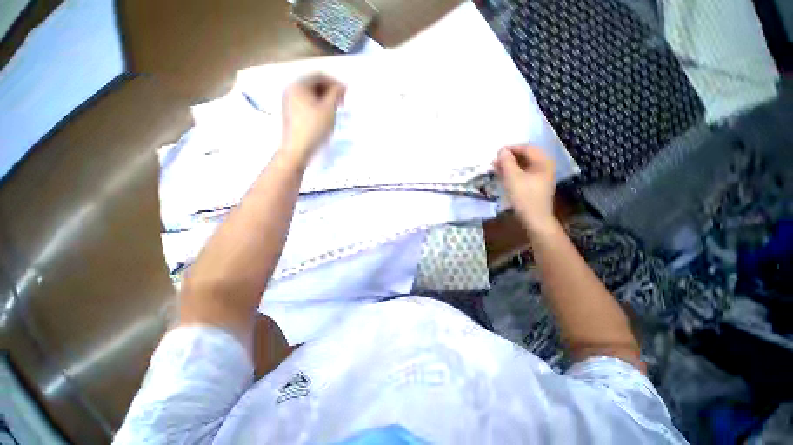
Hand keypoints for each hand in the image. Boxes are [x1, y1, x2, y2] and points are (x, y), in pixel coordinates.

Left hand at [281, 73, 345, 162]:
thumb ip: (335, 94)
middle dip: (329, 90)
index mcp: (298, 85)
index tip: (346, 92)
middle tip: (342, 101)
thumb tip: (341, 87)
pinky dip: (317, 105)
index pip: (319, 76)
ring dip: (324, 98)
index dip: (334, 82)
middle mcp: (290, 90)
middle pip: (313, 84)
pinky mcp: (290, 113)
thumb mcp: (328, 110)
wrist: (296, 150)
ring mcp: (288, 102)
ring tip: (335, 109)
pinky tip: (324, 115)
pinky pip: (305, 103)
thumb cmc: (313, 128)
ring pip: (309, 95)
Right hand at [493, 145, 557, 234]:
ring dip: (509, 165)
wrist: (534, 219)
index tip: (496, 152)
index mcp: (543, 161)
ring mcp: (540, 177)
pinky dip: (512, 173)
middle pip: (525, 156)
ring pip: (523, 165)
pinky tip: (502, 175)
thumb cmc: (524, 196)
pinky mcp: (534, 185)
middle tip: (494, 161)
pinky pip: (522, 174)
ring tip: (495, 168)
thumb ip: (506, 162)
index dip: (511, 148)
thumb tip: (501, 150)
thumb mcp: (512, 177)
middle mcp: (544, 166)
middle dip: (509, 157)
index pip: (526, 147)